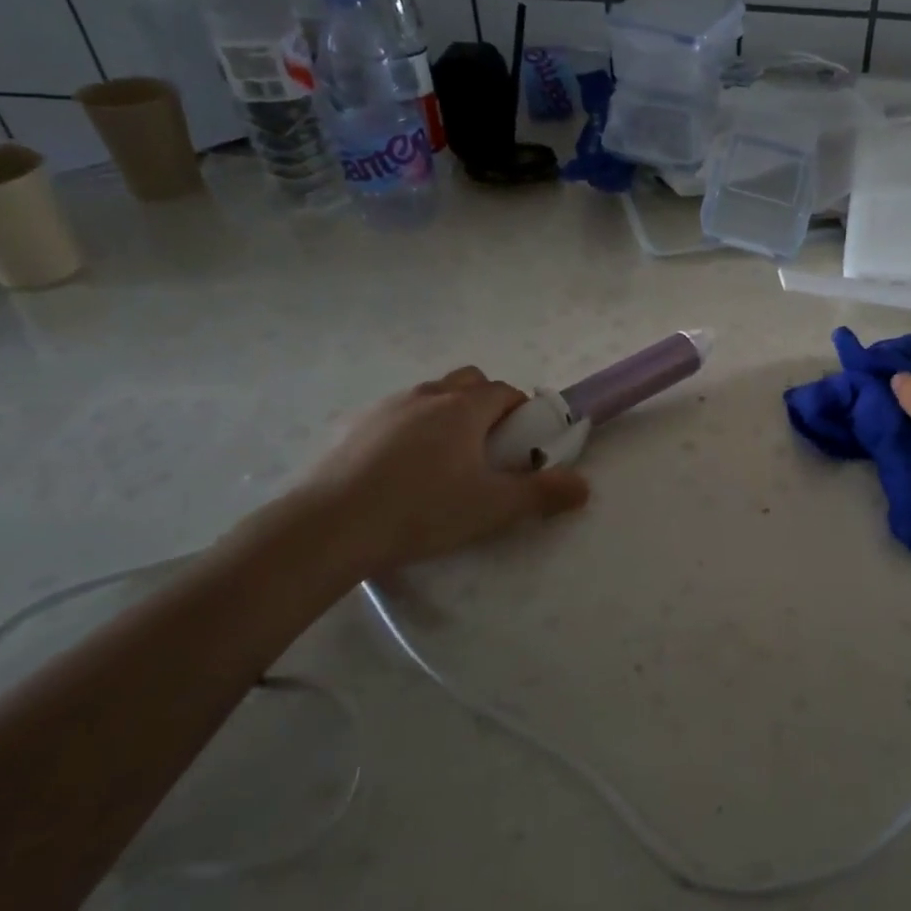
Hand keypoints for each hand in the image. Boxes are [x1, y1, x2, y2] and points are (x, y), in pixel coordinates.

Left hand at [290, 367, 589, 576]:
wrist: (327, 528)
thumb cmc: (421, 511)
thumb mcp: (493, 508)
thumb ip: (542, 494)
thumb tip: (583, 486)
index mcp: (463, 408)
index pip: (504, 392)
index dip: (521, 412)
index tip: (522, 443)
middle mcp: (426, 396)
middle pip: (467, 381)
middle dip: (484, 403)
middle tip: (487, 448)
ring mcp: (384, 409)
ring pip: (428, 397)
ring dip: (445, 416)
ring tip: (443, 463)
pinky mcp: (351, 429)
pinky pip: (394, 417)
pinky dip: (408, 431)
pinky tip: (399, 473)